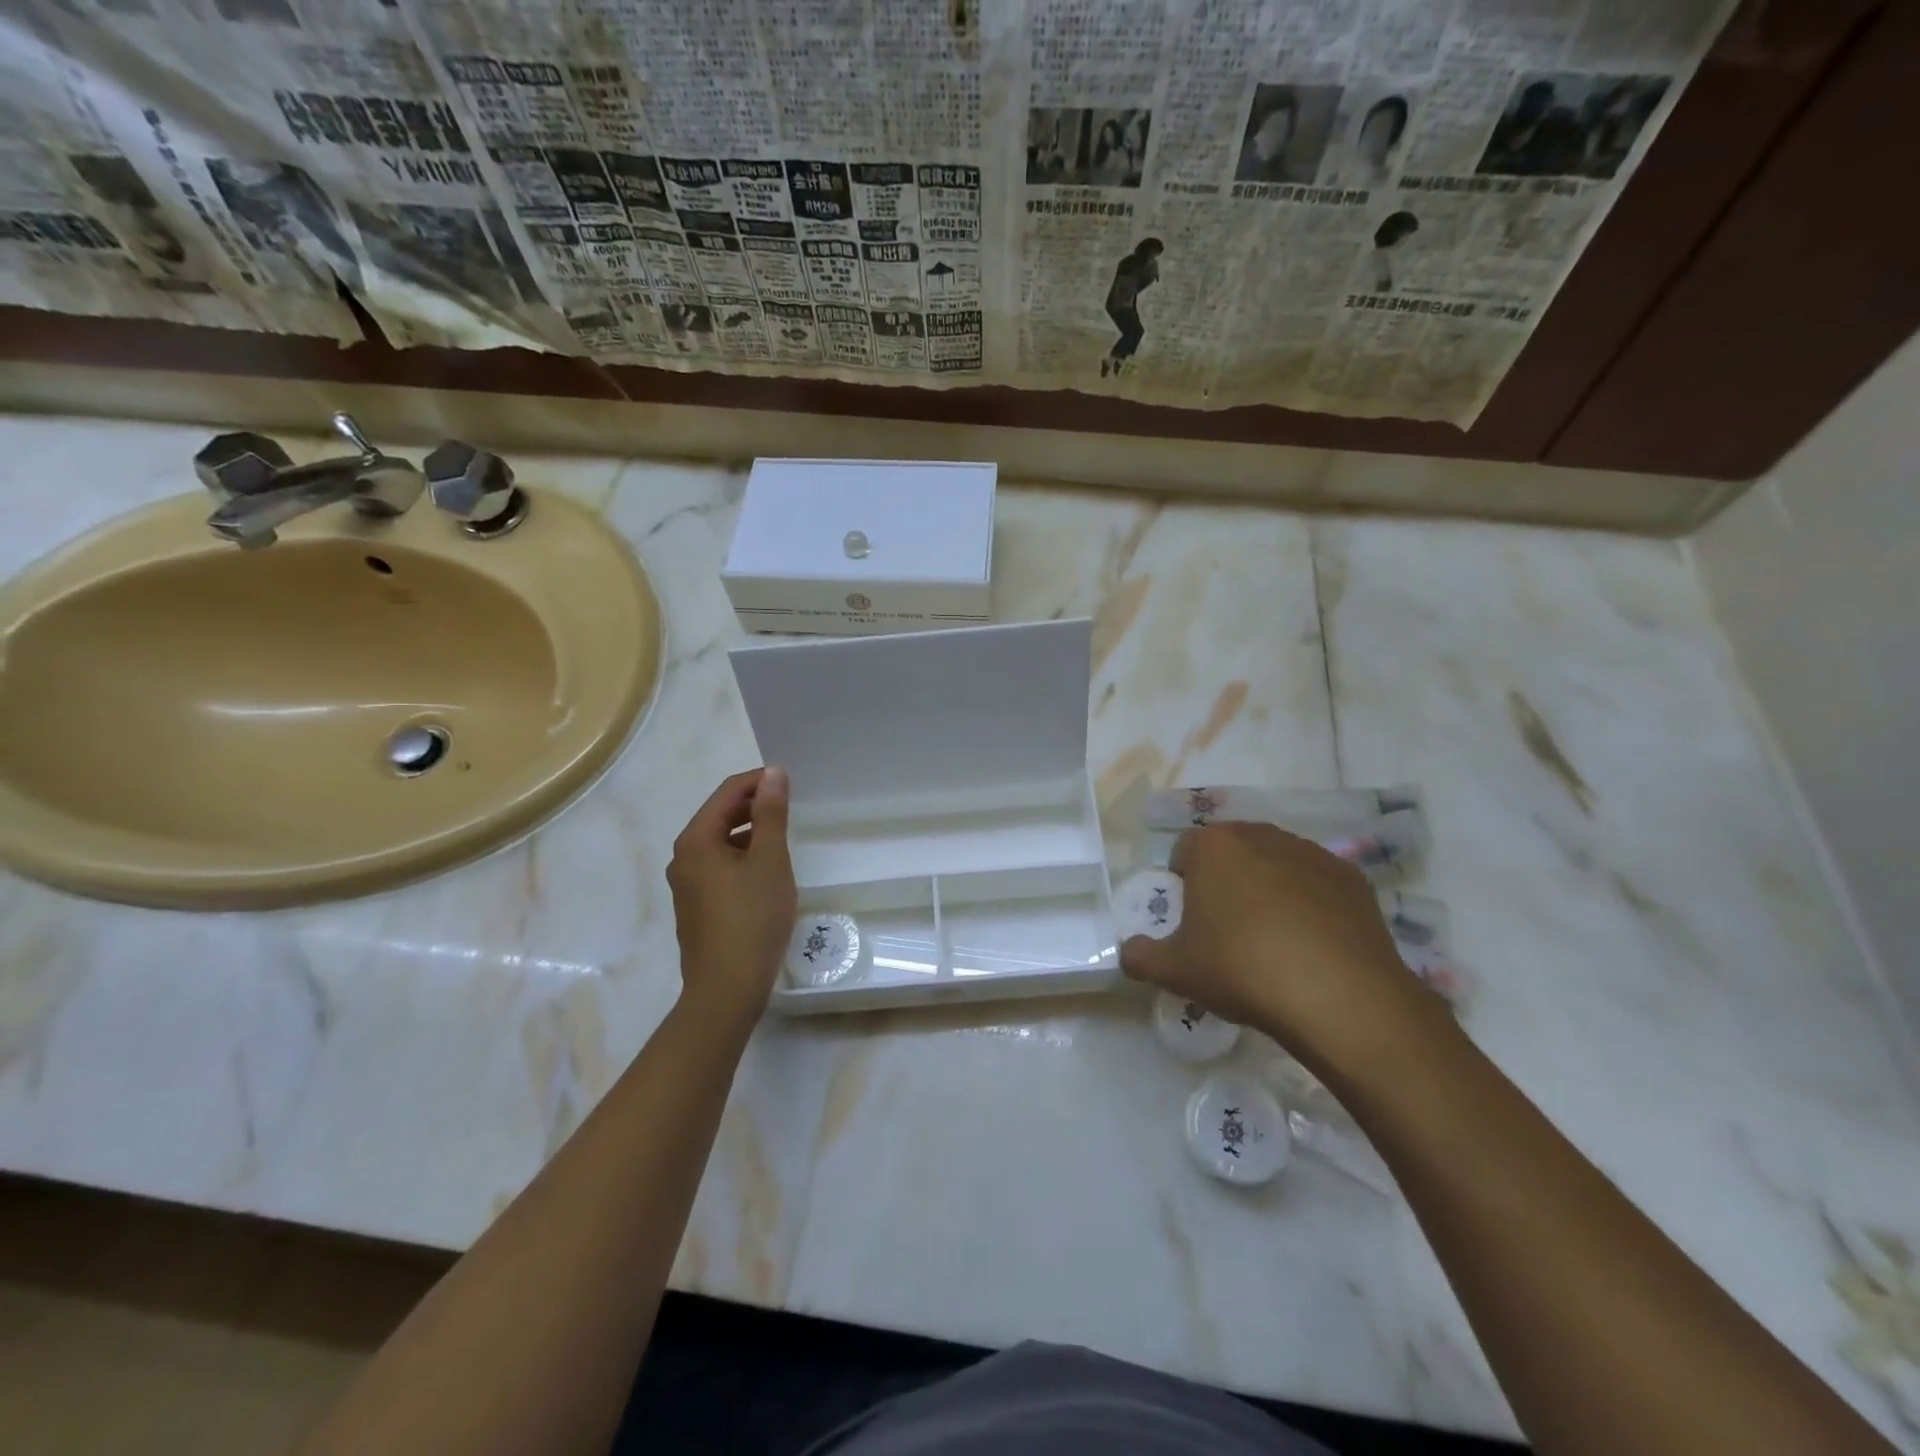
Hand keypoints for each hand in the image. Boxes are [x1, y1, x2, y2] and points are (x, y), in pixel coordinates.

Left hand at [666, 768, 795, 1032]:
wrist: (726, 990)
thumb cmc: (752, 919)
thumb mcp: (769, 861)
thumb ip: (771, 814)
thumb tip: (772, 774)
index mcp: (696, 840)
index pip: (727, 793)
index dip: (759, 781)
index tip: (791, 781)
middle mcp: (684, 858)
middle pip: (720, 816)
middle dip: (755, 806)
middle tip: (792, 806)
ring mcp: (687, 885)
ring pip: (721, 843)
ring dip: (751, 833)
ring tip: (785, 837)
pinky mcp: (696, 907)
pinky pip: (720, 867)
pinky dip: (743, 858)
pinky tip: (768, 872)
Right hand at [1120, 823, 1434, 1070]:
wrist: (1340, 996)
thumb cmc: (1243, 969)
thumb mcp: (1175, 971)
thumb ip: (1141, 956)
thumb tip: (1128, 952)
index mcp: (1213, 846)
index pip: (1184, 851)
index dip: (1182, 885)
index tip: (1191, 922)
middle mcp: (1260, 835)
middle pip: (1231, 851)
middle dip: (1225, 880)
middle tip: (1227, 930)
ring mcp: (1311, 852)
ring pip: (1274, 863)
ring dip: (1267, 888)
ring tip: (1273, 939)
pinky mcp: (1351, 876)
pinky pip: (1315, 883)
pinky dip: (1309, 903)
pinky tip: (1312, 944)